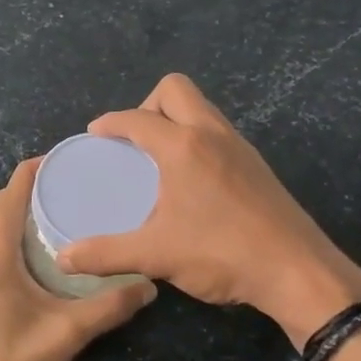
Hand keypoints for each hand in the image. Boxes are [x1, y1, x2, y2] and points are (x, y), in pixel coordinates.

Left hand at [0, 157, 155, 360]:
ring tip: (43, 218)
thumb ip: (110, 306)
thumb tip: (150, 286)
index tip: (61, 161)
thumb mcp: (69, 333)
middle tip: (62, 191)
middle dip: (25, 192)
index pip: (10, 194)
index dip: (33, 171)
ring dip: (8, 215)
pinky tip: (16, 256)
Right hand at [55, 75, 360, 348]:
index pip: (137, 118)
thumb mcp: (155, 255)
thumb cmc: (222, 254)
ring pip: (201, 108)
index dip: (111, 123)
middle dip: (147, 106)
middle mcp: (212, 134)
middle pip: (175, 89)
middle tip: (133, 142)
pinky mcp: (256, 164)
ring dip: (175, 120)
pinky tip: (190, 179)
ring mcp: (239, 146)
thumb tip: (64, 258)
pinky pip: (217, 131)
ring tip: (157, 158)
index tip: (95, 134)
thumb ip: (105, 254)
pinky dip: (196, 138)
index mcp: (183, 146)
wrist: (297, 271)